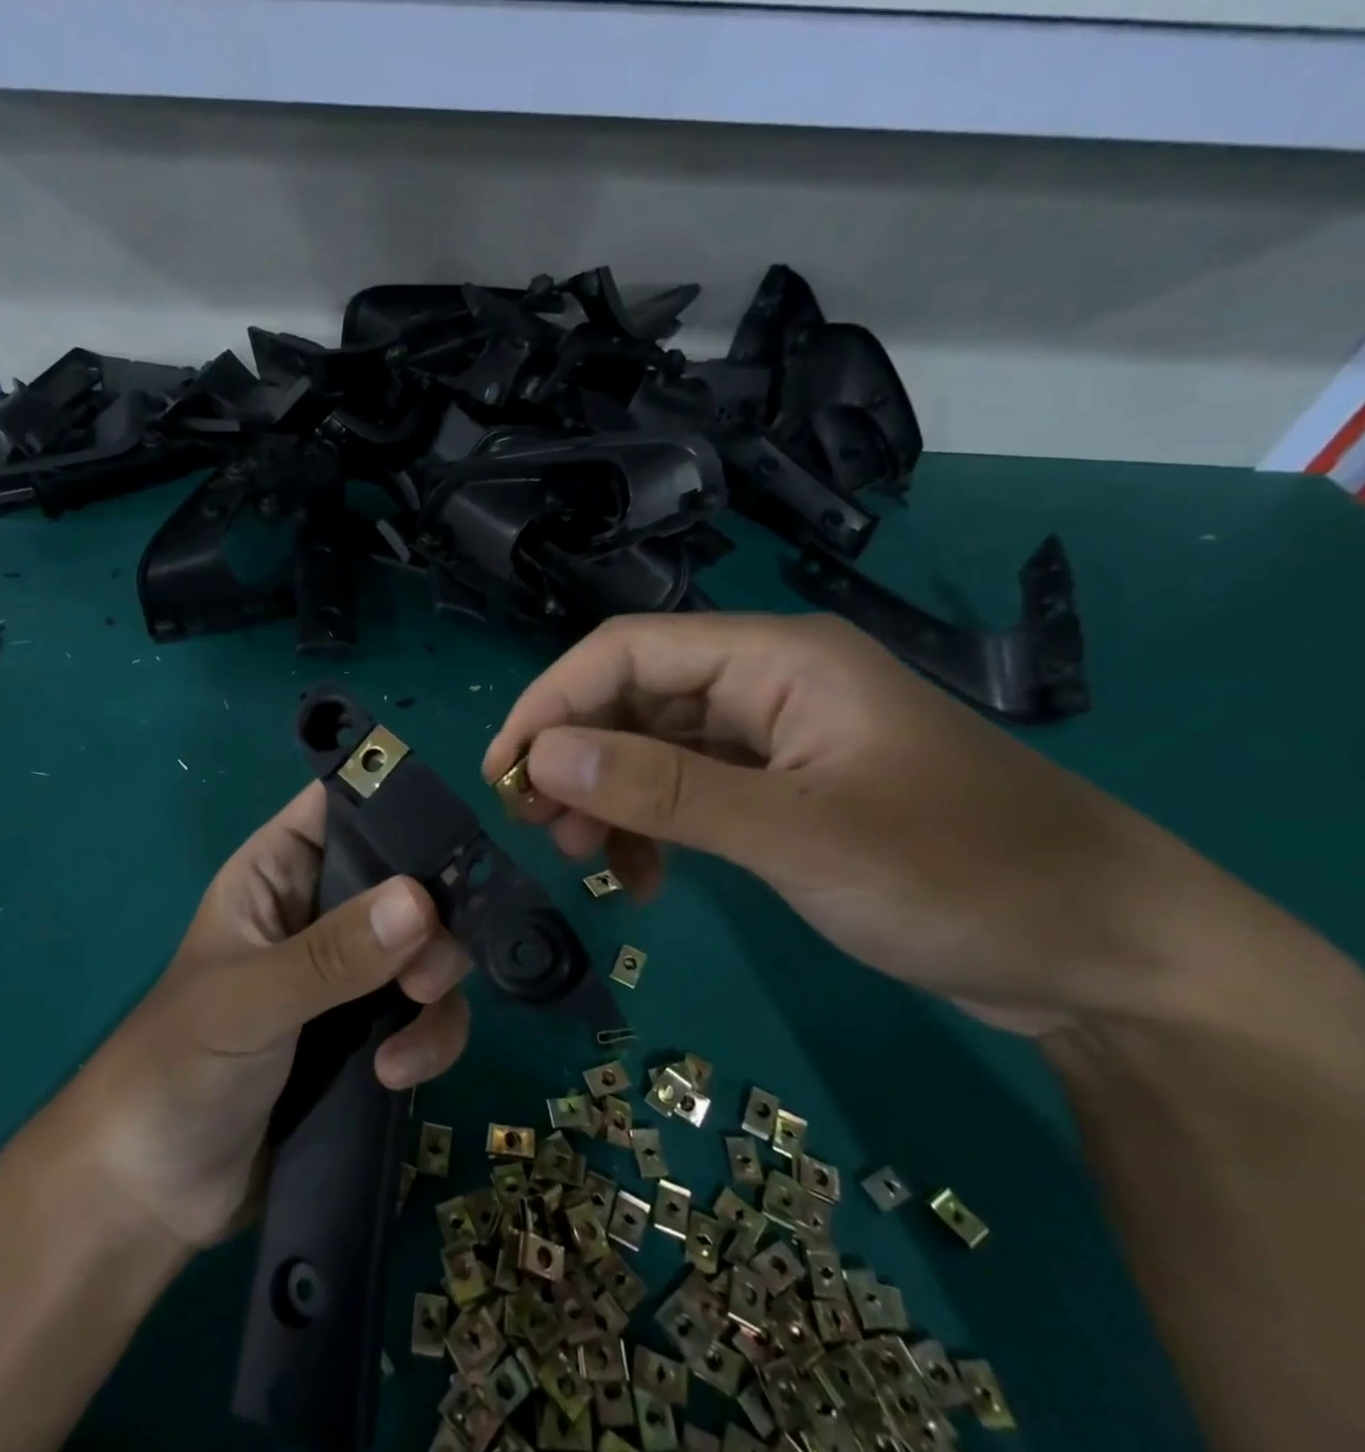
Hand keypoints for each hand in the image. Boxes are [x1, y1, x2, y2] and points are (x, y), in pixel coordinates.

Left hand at [72, 783, 471, 1248]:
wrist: (154, 1192)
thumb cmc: (177, 1068)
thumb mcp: (249, 1001)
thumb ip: (331, 955)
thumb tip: (420, 901)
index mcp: (277, 873)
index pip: (342, 806)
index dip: (395, 805)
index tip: (452, 837)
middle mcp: (322, 911)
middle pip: (407, 878)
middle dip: (434, 919)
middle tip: (428, 970)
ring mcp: (351, 974)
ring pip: (428, 947)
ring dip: (436, 987)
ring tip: (410, 1031)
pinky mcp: (372, 1032)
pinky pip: (428, 1012)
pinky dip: (430, 1038)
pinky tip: (396, 1076)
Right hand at [482, 613, 1219, 1035]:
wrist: (1104, 956)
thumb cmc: (959, 875)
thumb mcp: (797, 834)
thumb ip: (664, 791)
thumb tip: (542, 761)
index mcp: (776, 658)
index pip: (627, 651)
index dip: (553, 703)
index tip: (503, 771)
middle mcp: (767, 683)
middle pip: (634, 698)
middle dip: (574, 757)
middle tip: (533, 825)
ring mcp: (775, 740)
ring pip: (655, 750)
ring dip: (608, 797)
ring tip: (583, 859)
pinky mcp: (783, 792)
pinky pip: (689, 793)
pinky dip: (653, 829)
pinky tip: (644, 879)